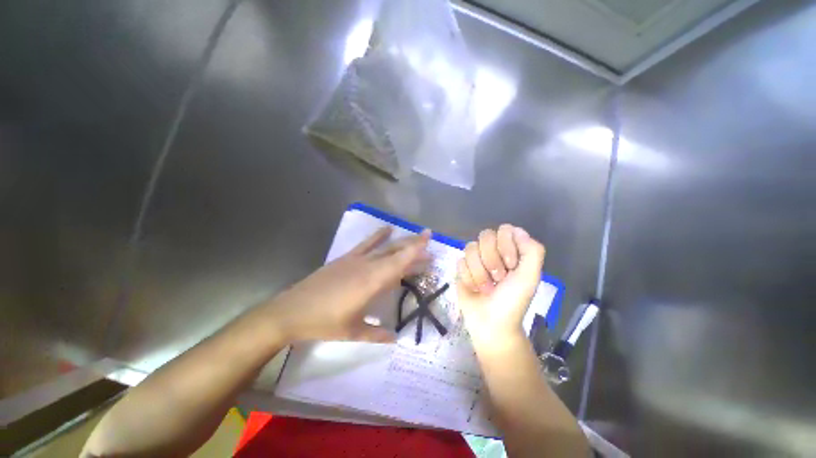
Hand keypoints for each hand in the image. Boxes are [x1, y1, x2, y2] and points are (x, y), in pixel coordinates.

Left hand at [264, 226, 430, 342]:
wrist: (292, 310)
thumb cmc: (324, 322)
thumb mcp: (353, 331)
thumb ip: (377, 334)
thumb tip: (395, 338)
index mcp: (371, 283)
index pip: (399, 262)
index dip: (415, 249)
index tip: (428, 238)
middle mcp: (367, 266)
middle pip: (395, 252)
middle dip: (414, 247)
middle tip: (429, 246)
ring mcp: (356, 260)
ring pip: (384, 247)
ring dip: (401, 242)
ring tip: (415, 238)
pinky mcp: (346, 258)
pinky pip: (366, 244)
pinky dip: (378, 235)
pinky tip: (387, 229)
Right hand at [456, 225, 545, 350]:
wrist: (490, 323)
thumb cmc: (512, 301)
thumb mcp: (530, 277)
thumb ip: (532, 251)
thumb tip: (516, 230)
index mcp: (511, 250)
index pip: (504, 229)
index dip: (506, 246)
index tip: (512, 266)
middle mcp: (493, 250)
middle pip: (485, 236)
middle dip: (492, 260)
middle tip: (498, 279)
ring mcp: (475, 259)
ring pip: (470, 248)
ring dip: (479, 273)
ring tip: (486, 288)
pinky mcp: (462, 268)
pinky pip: (460, 262)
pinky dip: (468, 278)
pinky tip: (474, 289)